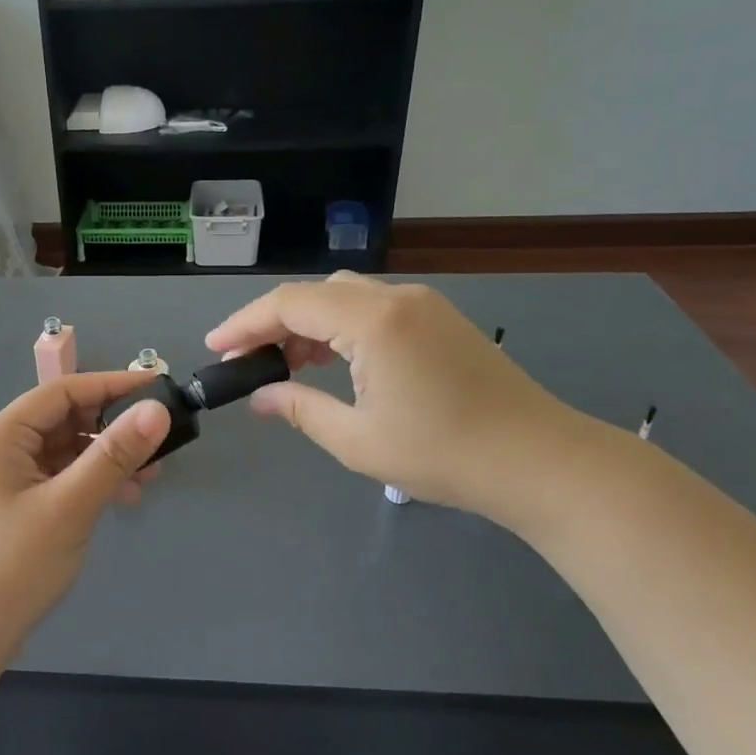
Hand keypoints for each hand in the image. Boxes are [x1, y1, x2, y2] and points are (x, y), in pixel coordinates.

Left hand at [0, 372, 169, 656]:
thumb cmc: (12, 565)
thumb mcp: (70, 506)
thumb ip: (114, 455)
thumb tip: (157, 410)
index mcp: (4, 434)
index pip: (65, 390)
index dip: (113, 384)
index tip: (160, 388)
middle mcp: (3, 448)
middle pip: (67, 419)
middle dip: (114, 426)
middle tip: (162, 441)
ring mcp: (9, 479)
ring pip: (68, 451)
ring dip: (108, 458)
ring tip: (151, 475)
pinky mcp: (18, 507)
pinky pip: (62, 478)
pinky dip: (92, 483)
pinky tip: (124, 498)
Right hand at [205, 273, 581, 523]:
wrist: (540, 461)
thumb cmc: (443, 454)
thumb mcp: (357, 440)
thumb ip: (300, 408)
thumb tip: (260, 396)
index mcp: (373, 320)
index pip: (290, 304)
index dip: (245, 323)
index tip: (215, 348)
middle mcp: (397, 298)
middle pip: (316, 293)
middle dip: (274, 323)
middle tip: (249, 362)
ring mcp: (424, 305)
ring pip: (345, 296)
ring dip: (309, 324)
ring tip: (288, 366)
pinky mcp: (441, 320)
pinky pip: (374, 308)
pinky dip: (341, 327)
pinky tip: (335, 362)